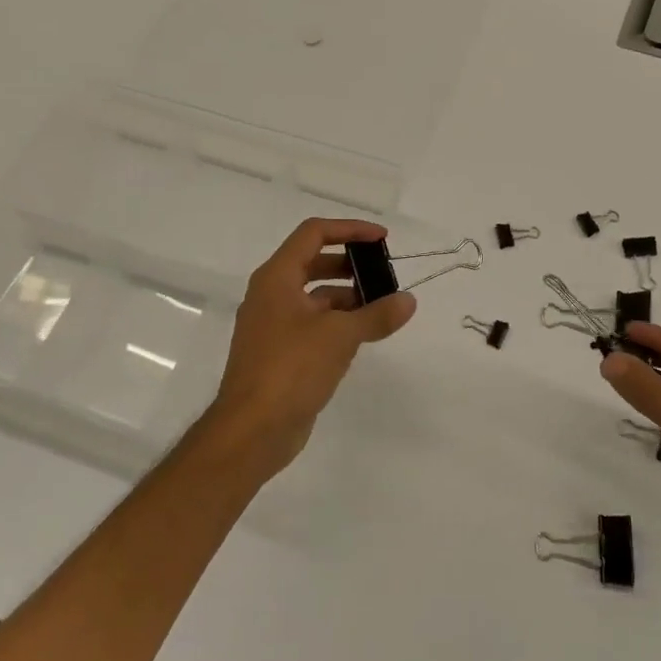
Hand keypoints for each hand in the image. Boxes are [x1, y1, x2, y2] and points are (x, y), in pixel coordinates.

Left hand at [204, 219, 415, 479]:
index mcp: (276, 278)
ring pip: (315, 297)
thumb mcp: (340, 336)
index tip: (382, 240)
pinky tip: (364, 336)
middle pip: (314, 263)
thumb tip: (408, 301)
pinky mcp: (280, 354)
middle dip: (351, 265)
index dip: (350, 230)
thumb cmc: (291, 368)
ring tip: (383, 308)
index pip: (314, 233)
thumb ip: (377, 314)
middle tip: (384, 276)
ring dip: (348, 297)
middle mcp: (271, 295)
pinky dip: (338, 323)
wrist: (252, 430)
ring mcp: (274, 326)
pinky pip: (313, 325)